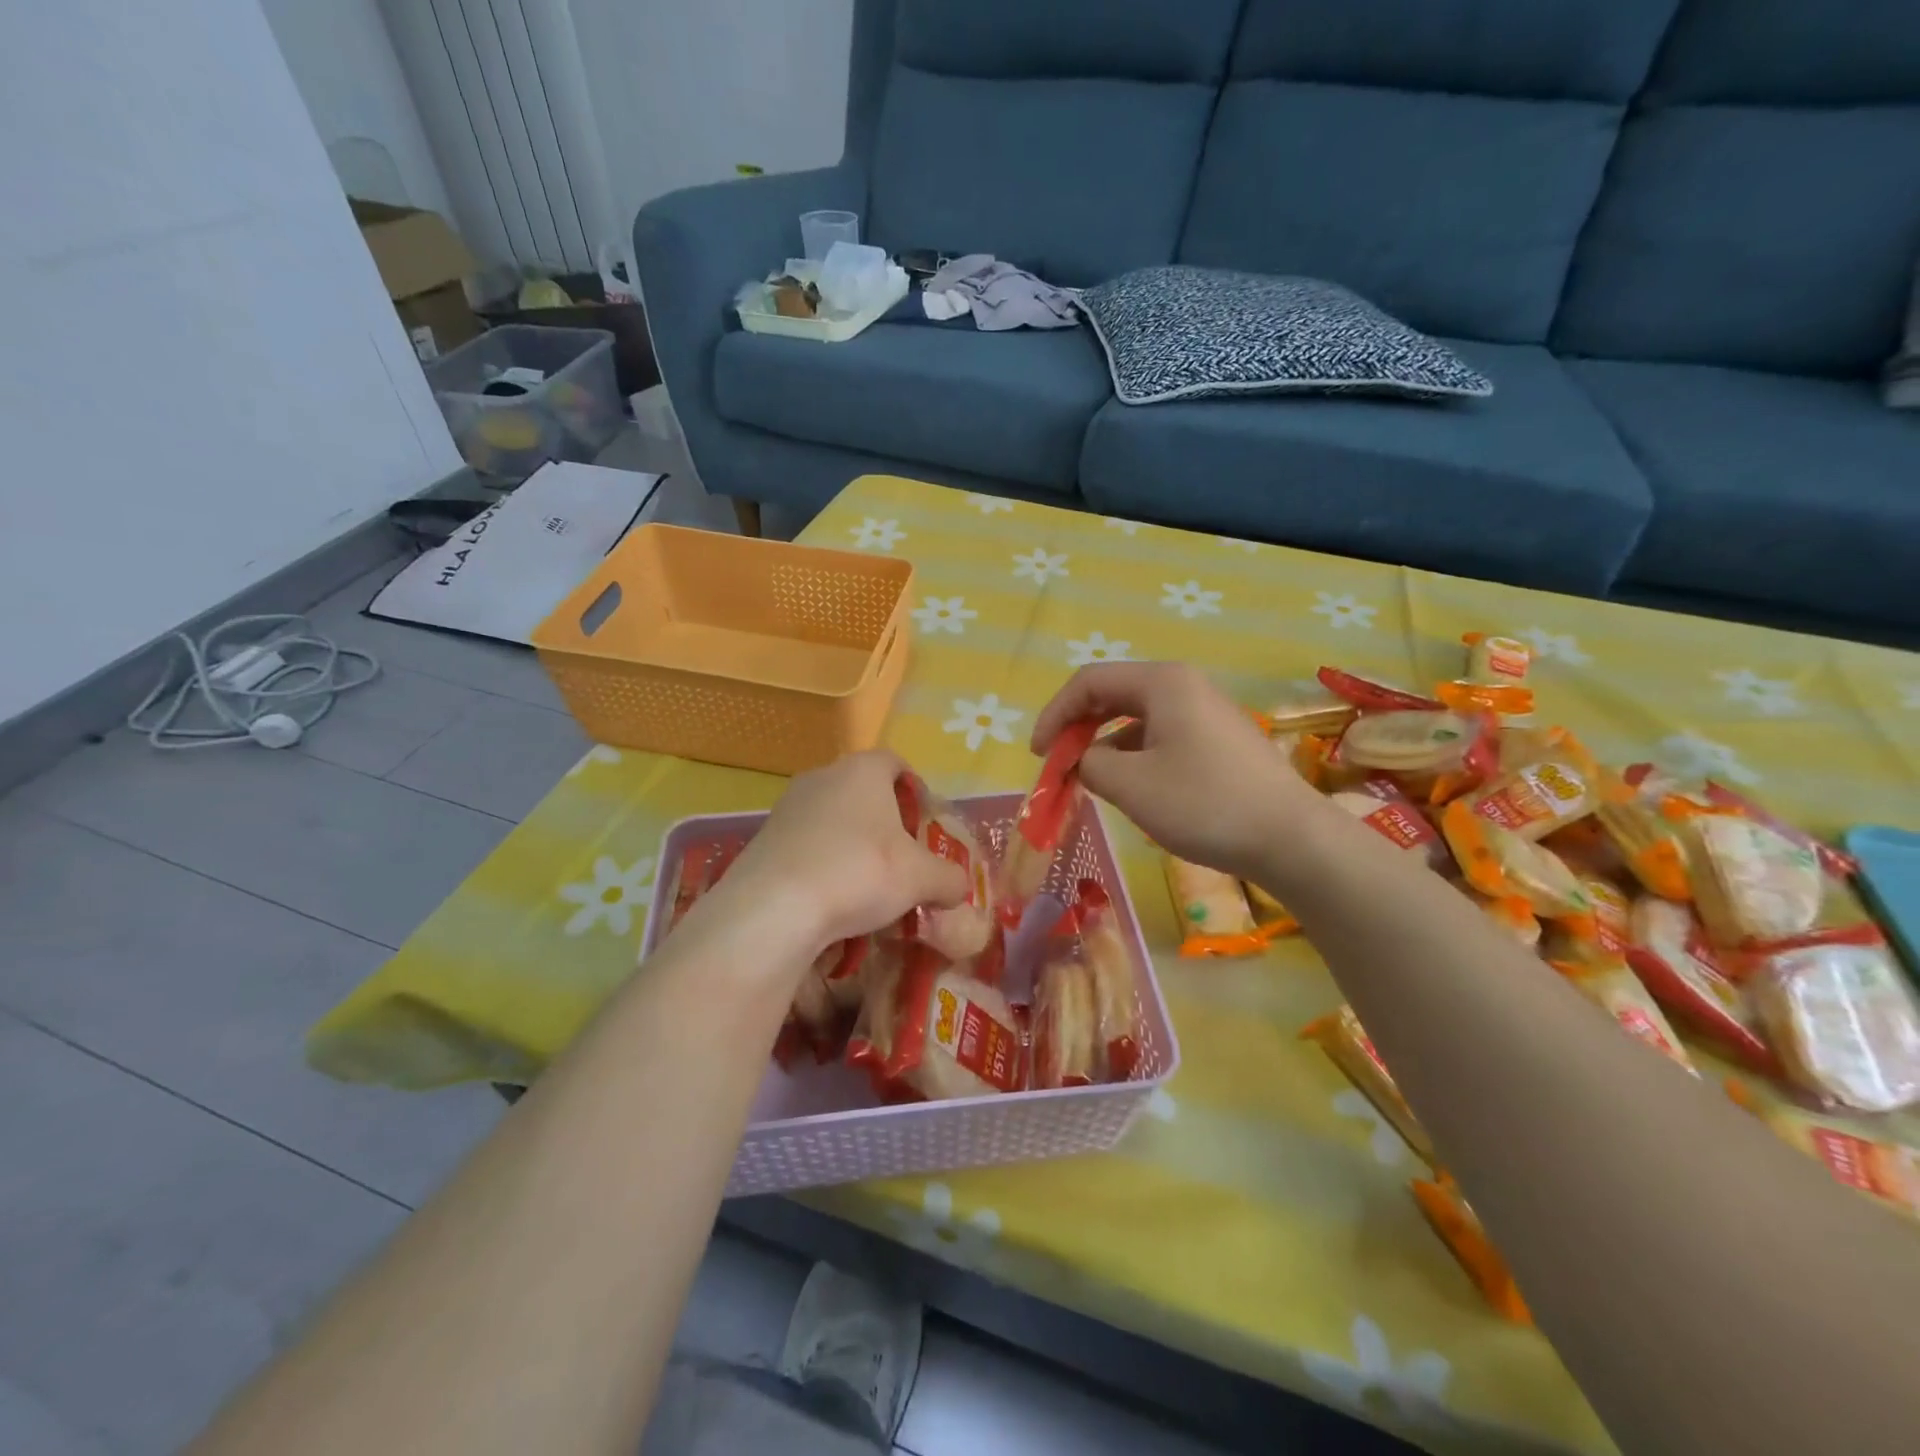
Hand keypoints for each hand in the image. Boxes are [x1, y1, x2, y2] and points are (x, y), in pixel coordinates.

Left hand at [700, 749, 968, 961]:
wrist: (774, 908)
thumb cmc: (860, 872)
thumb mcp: (921, 879)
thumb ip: (949, 878)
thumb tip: (958, 887)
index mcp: (863, 770)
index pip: (895, 762)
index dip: (915, 788)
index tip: (925, 822)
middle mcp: (823, 776)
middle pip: (862, 791)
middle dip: (884, 821)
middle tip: (902, 857)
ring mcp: (788, 806)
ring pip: (832, 819)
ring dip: (852, 844)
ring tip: (868, 884)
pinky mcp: (764, 839)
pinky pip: (806, 845)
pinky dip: (823, 864)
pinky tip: (832, 898)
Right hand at [1032, 662, 1310, 880]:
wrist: (1291, 839)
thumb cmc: (1204, 803)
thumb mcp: (1131, 785)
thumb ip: (1089, 764)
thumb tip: (1083, 761)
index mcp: (1162, 682)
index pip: (1089, 682)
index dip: (1055, 715)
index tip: (1039, 755)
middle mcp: (1184, 686)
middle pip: (1113, 695)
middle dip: (1078, 728)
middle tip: (1059, 765)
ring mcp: (1206, 712)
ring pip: (1137, 719)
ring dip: (1105, 745)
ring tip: (1091, 782)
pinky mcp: (1219, 741)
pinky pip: (1162, 736)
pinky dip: (1135, 756)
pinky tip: (1132, 788)